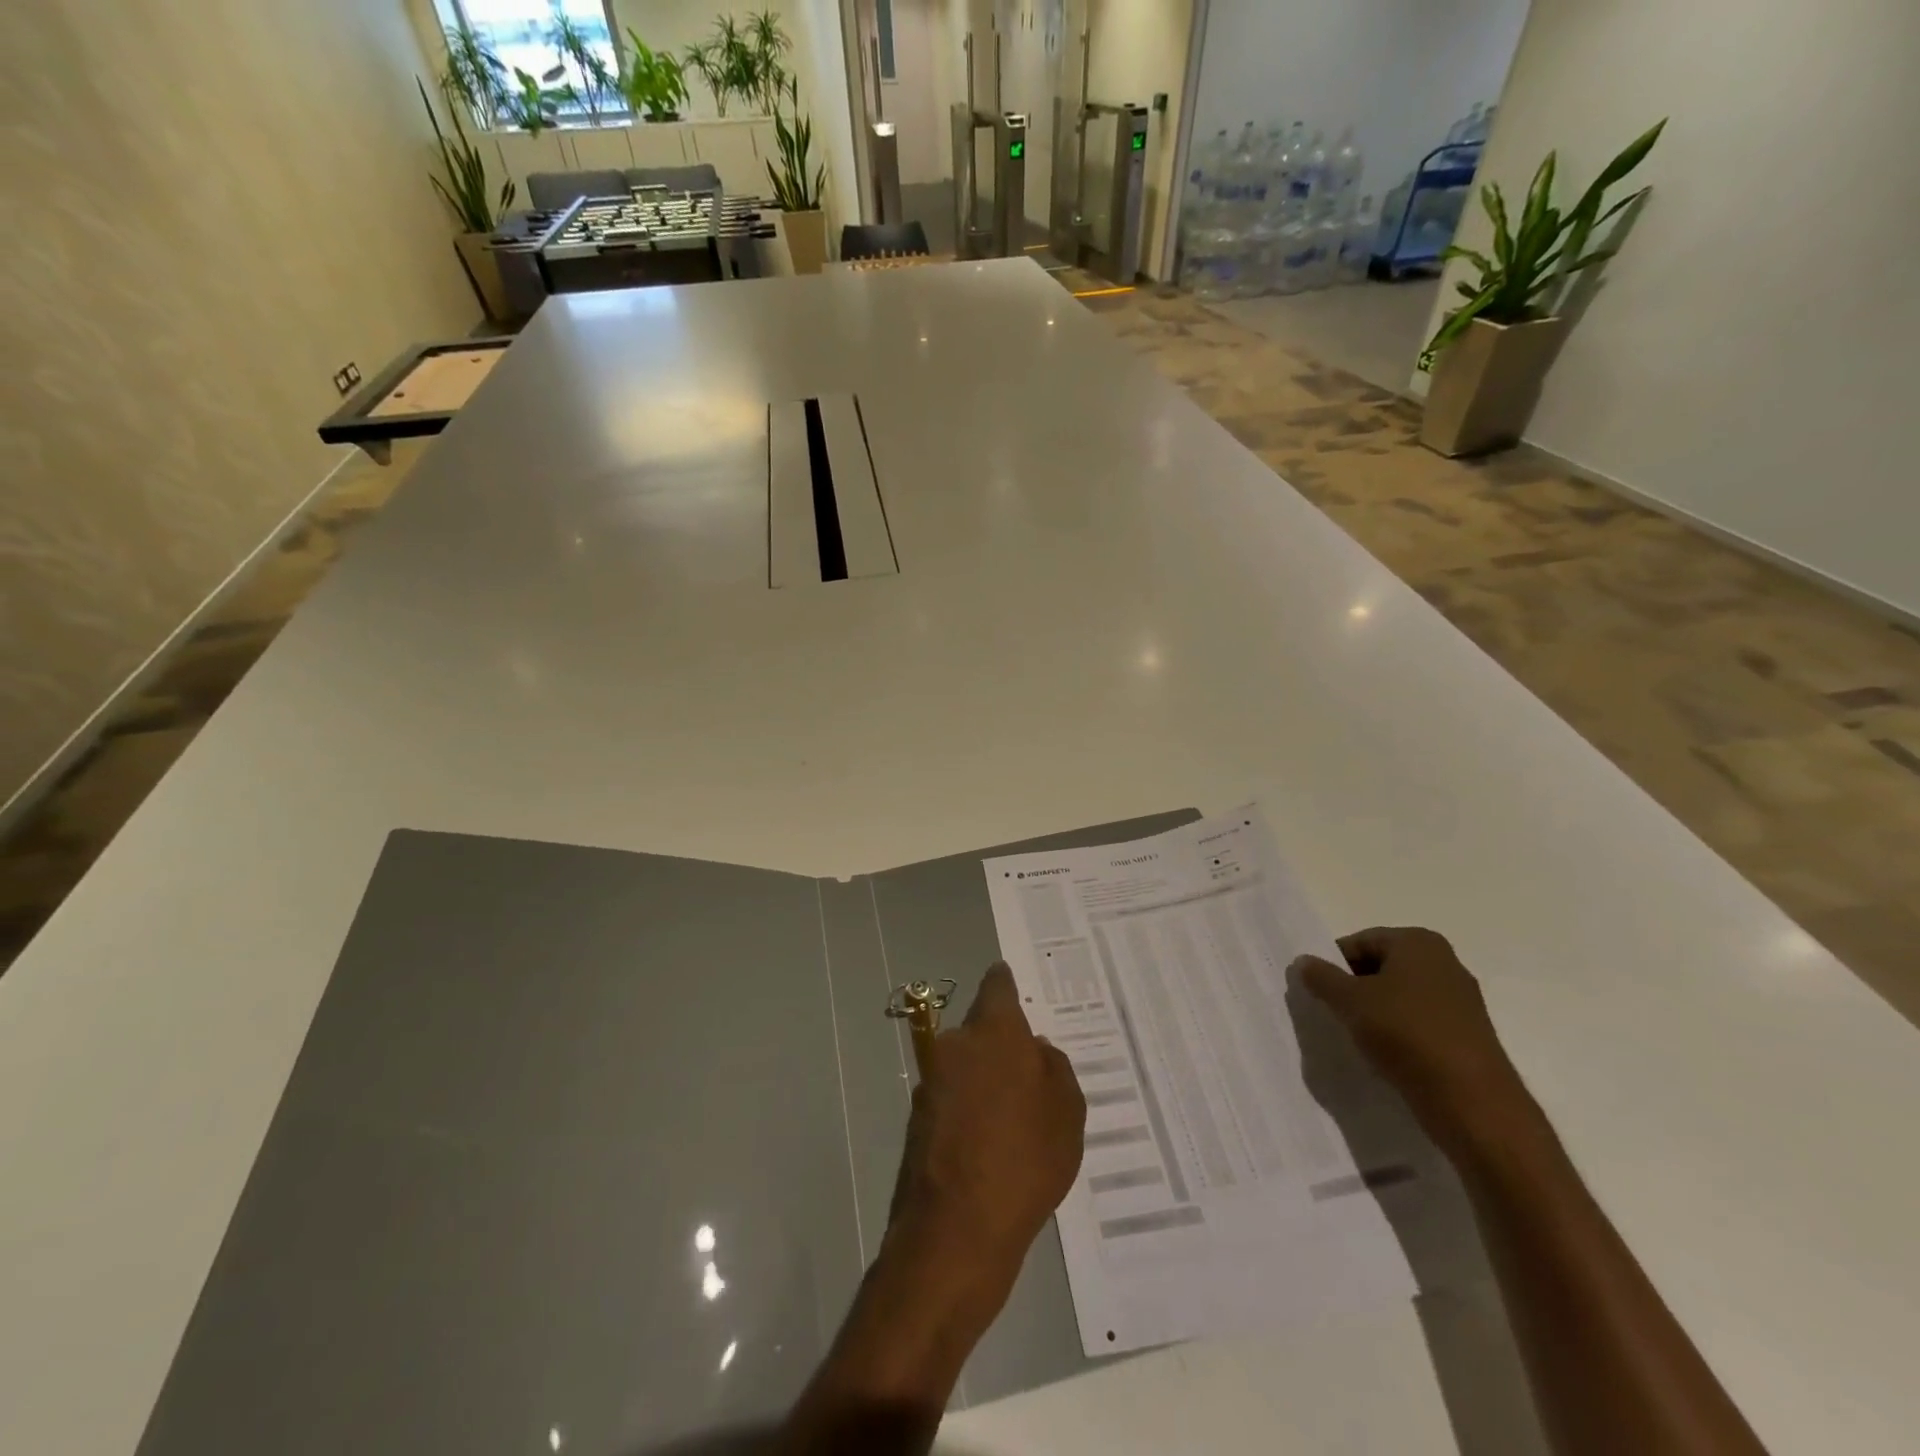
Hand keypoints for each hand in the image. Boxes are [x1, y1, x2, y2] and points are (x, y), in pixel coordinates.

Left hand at [888, 964, 1086, 1304]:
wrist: (956, 1231)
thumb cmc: (1025, 1160)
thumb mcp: (1067, 1113)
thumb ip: (1054, 1069)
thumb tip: (1036, 1051)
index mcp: (994, 1031)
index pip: (997, 986)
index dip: (1006, 983)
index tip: (1011, 983)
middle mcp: (956, 1044)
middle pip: (982, 1031)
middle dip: (1001, 1047)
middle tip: (1030, 1078)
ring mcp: (931, 1081)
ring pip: (966, 1067)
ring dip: (984, 1083)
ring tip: (1013, 1123)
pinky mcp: (917, 1118)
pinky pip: (953, 1101)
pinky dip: (968, 1112)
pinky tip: (989, 1148)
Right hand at [1292, 927, 1530, 1151]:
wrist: (1473, 1102)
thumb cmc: (1407, 1034)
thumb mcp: (1350, 1001)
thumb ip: (1321, 977)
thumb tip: (1303, 961)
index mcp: (1419, 942)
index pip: (1359, 942)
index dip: (1333, 964)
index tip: (1317, 990)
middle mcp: (1445, 963)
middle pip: (1380, 967)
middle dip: (1353, 987)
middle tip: (1332, 1011)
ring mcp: (1460, 1001)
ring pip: (1399, 996)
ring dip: (1374, 1012)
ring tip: (1355, 1036)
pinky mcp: (1466, 1035)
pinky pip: (1418, 1023)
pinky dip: (1397, 1033)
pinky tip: (1384, 1054)